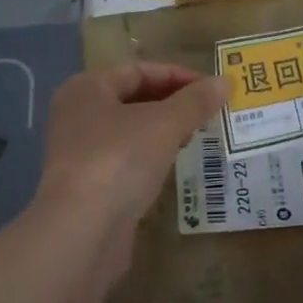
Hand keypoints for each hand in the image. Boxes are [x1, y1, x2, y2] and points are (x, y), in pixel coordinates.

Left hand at [30, 63, 228, 275]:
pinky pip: (127, 158)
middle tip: (210, 112)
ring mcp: (80, 151)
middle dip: (173, 103)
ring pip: (131, 130)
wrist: (81, 232)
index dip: (178, 76)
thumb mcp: (164, 124)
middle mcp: (77, 114)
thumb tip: (225, 80)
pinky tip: (175, 163)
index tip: (213, 89)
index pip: (139, 70)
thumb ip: (195, 101)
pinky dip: (152, 156)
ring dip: (164, 130)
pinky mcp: (89, 184)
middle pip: (134, 98)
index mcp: (87, 88)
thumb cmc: (118, 161)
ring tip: (199, 134)